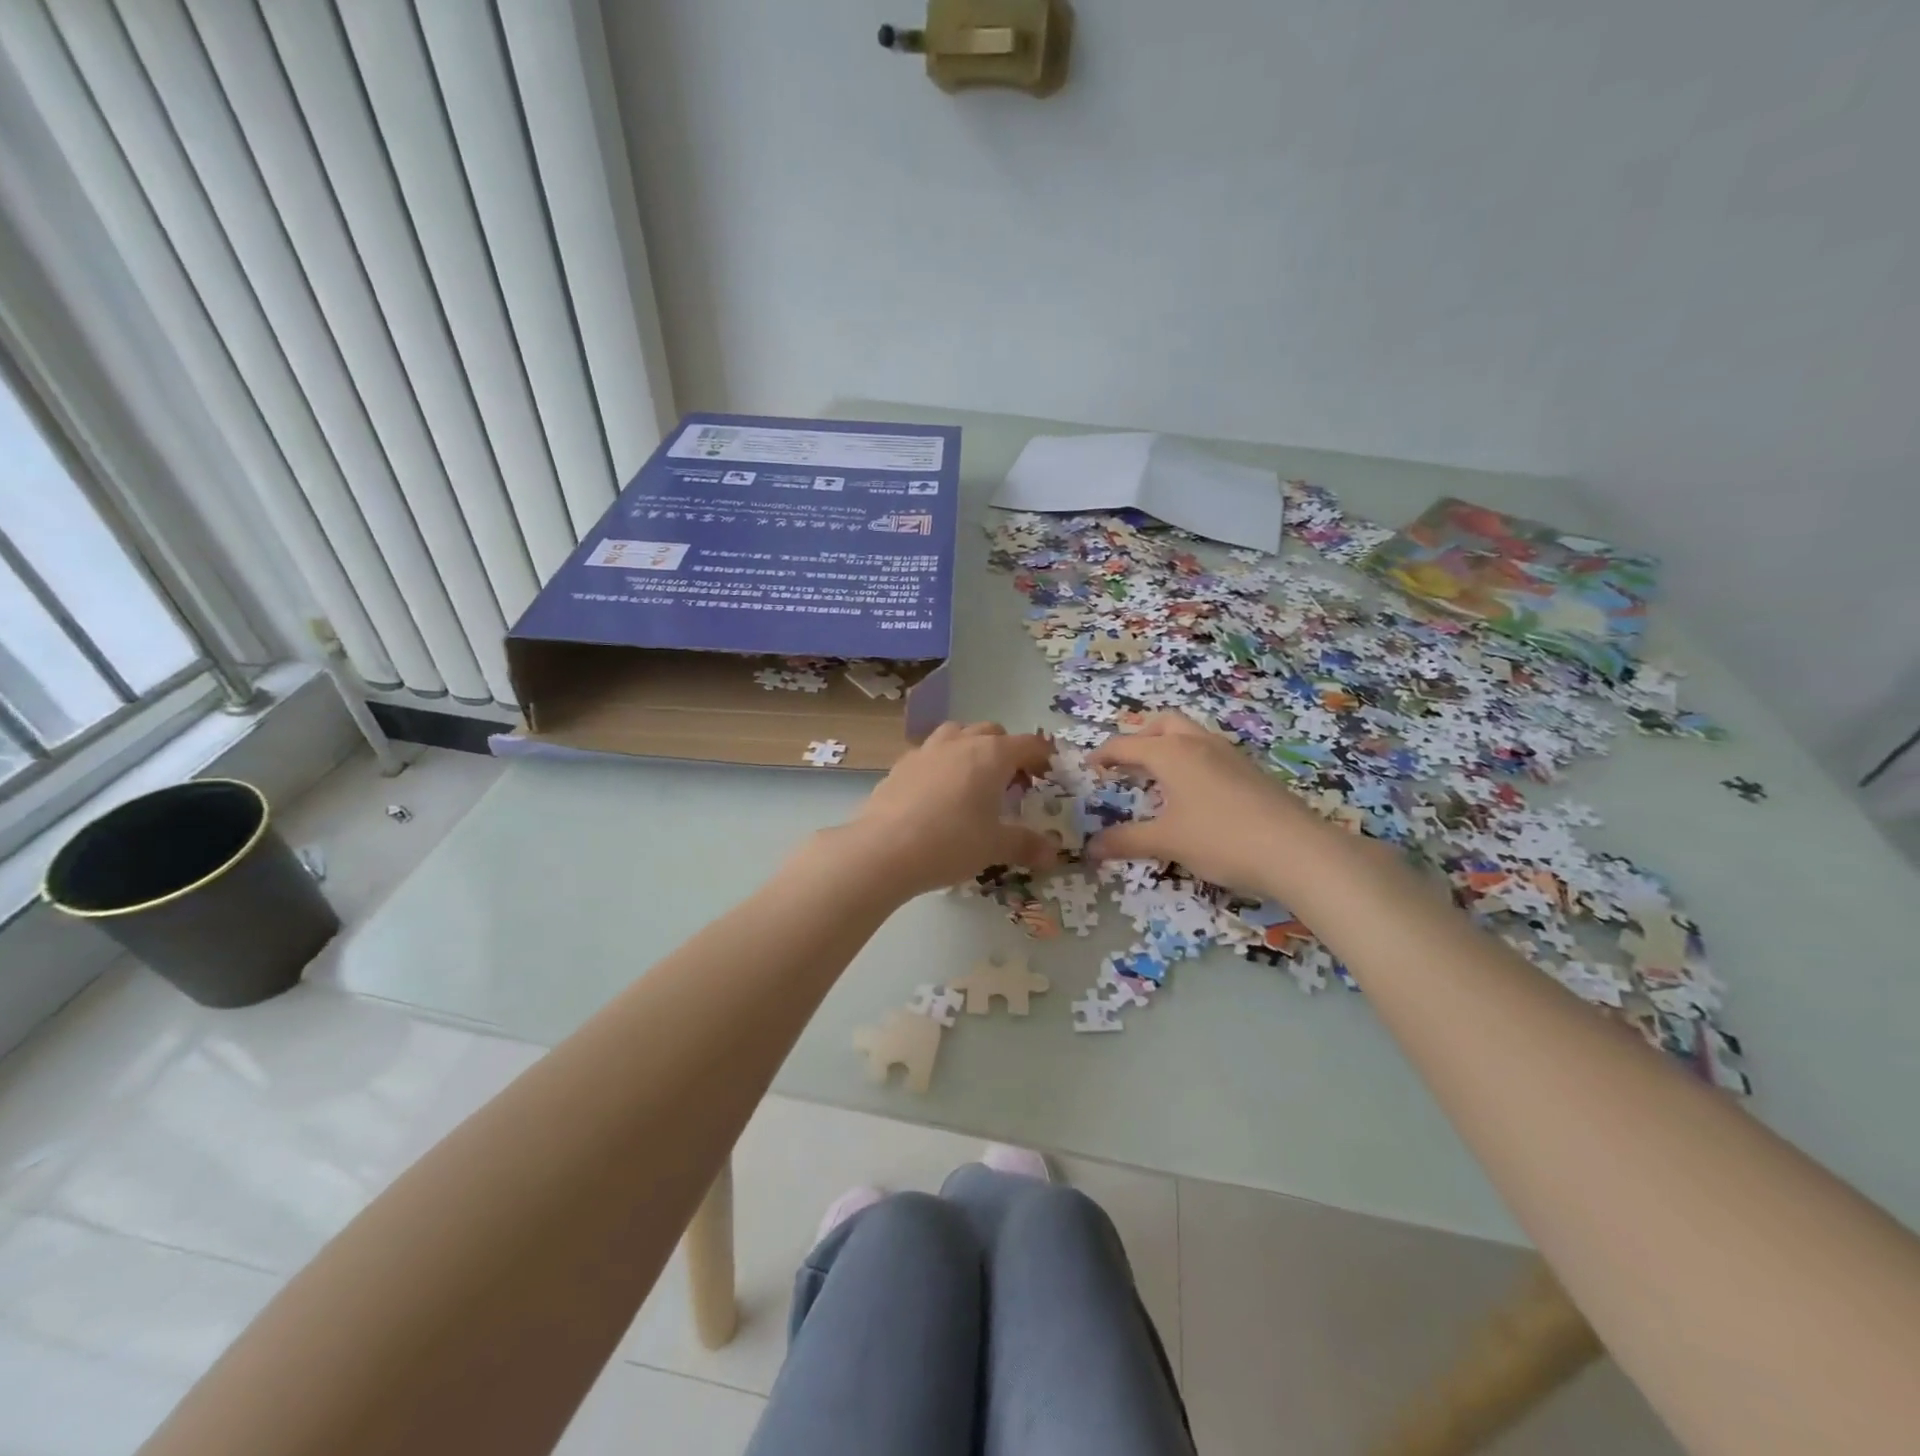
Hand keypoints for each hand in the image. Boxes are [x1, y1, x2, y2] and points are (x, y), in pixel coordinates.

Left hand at [827, 722, 1058, 898]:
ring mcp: (926, 750)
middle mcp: (960, 743)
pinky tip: (938, 792)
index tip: (1047, 773)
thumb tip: (1052, 853)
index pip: (1027, 743)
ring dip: (970, 748)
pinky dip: (941, 763)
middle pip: (991, 732)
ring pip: (956, 734)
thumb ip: (1025, 844)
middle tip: (1011, 782)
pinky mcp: (900, 765)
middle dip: (1006, 750)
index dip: (1042, 756)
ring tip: (973, 779)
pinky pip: (929, 753)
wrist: (884, 848)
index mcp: (991, 755)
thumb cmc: (951, 842)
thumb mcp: (995, 847)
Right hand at [1085, 712, 1314, 896]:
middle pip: (1163, 723)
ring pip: (1190, 734)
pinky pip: (1210, 751)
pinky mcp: (1251, 771)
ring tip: (1158, 777)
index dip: (1104, 755)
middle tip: (1126, 763)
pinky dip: (1191, 760)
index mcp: (1172, 753)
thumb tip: (1090, 848)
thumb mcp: (1167, 842)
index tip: (1089, 766)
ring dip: (1168, 746)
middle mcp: (1199, 744)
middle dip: (1140, 737)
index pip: (1126, 745)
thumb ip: (1126, 841)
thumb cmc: (1221, 839)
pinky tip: (1195, 793)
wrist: (1296, 850)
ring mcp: (1229, 755)